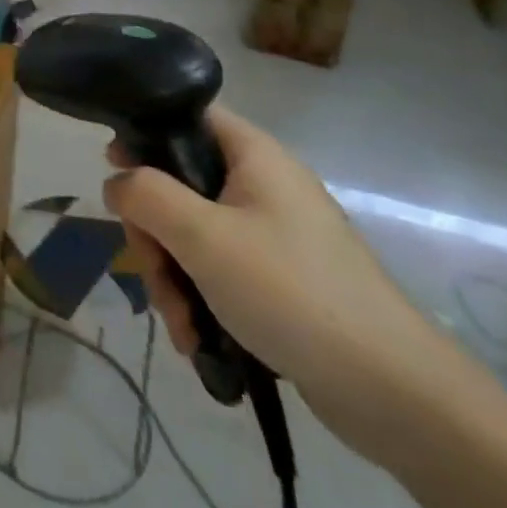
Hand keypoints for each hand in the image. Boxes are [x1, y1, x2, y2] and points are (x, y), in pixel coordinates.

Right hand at [102, 105, 468, 466]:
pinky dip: (201, 299)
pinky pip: (219, 271)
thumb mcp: (202, 237)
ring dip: (174, 278)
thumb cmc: (290, 292)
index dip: (144, 134)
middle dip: (155, 235)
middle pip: (180, 185)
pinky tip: (199, 340)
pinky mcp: (280, 279)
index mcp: (253, 156)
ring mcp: (273, 235)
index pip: (186, 116)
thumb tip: (117, 180)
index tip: (113, 169)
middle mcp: (263, 186)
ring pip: (194, 235)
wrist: (393, 391)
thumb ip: (146, 195)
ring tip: (182, 327)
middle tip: (153, 272)